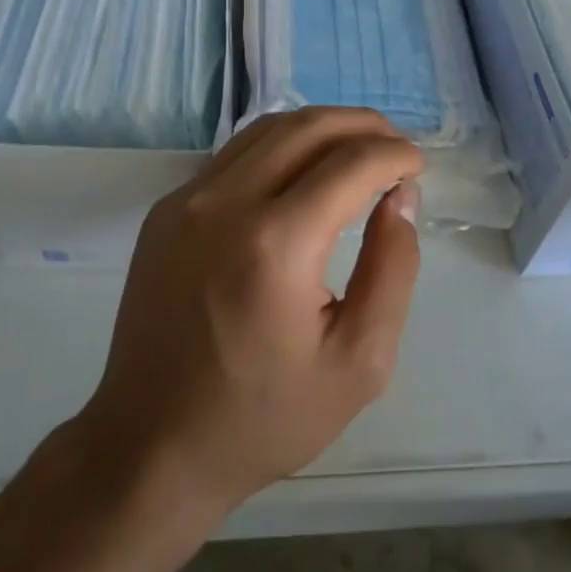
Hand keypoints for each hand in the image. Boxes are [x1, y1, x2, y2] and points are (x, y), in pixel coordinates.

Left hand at [78, 108, 423, 518]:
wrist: (152, 446)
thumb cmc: (264, 416)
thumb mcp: (359, 362)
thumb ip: (393, 269)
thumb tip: (399, 198)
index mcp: (277, 245)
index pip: (351, 164)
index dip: (395, 155)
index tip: (418, 168)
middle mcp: (225, 203)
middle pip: (308, 127)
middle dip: (363, 125)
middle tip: (396, 147)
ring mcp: (186, 201)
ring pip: (268, 130)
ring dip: (321, 128)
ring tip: (357, 150)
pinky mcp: (166, 210)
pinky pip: (235, 155)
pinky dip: (281, 147)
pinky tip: (303, 172)